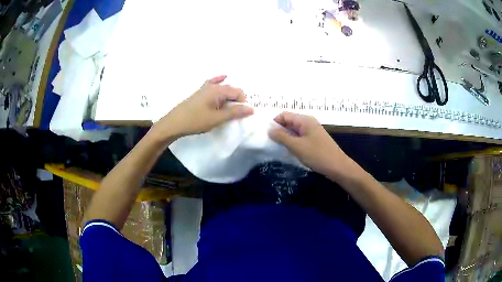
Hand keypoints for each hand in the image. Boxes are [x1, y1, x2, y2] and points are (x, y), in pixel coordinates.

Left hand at [151, 75, 253, 141]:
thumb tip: (251, 109)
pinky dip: (219, 82)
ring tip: (230, 107)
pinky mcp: (199, 93)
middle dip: (237, 100)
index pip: (238, 92)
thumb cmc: (196, 121)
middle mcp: (212, 86)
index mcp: (218, 90)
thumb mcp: (217, 118)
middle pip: (231, 89)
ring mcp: (204, 88)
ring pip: (222, 88)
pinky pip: (212, 84)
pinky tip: (223, 77)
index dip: (243, 103)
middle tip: (236, 114)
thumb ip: (234, 113)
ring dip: (229, 96)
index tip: (241, 115)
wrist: (174, 123)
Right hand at [269, 112, 351, 176]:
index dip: (274, 123)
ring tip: (276, 147)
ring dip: (285, 137)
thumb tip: (269, 130)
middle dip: (279, 130)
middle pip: (289, 122)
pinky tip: (288, 150)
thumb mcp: (297, 146)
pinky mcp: (314, 140)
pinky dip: (292, 142)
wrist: (337, 167)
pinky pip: (299, 137)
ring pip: (294, 130)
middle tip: (269, 142)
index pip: (284, 115)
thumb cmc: (317, 155)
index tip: (265, 134)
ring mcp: (312, 131)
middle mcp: (308, 122)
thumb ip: (282, 137)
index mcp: (304, 120)